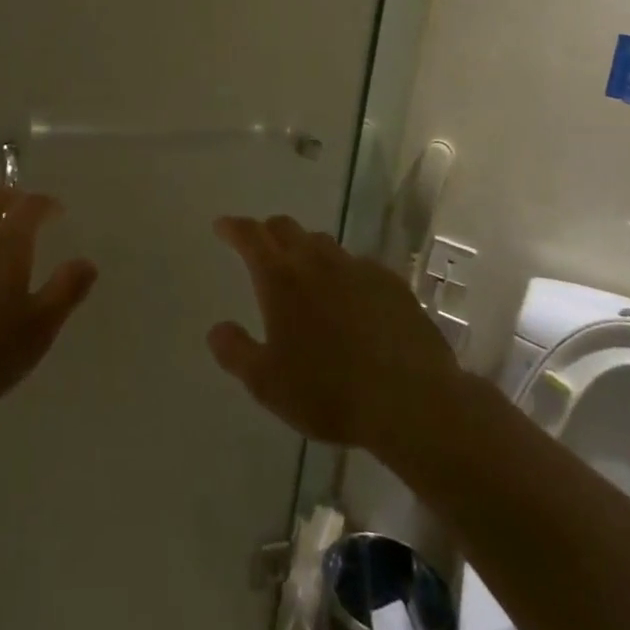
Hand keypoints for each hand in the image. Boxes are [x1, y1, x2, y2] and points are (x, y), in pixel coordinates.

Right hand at [208, 215, 462, 454]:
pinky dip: (344, 272)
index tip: (222, 226)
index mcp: (281, 278)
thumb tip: (217, 329)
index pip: (250, 235)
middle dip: (268, 231)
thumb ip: (236, 352)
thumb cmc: (329, 392)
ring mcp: (358, 269)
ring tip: (304, 271)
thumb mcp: (267, 383)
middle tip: (260, 245)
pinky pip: (358, 265)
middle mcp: (317, 262)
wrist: (412, 402)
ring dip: (306, 249)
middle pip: (286, 228)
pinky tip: (350, 296)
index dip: (233, 228)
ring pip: (323, 244)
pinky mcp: (392, 284)